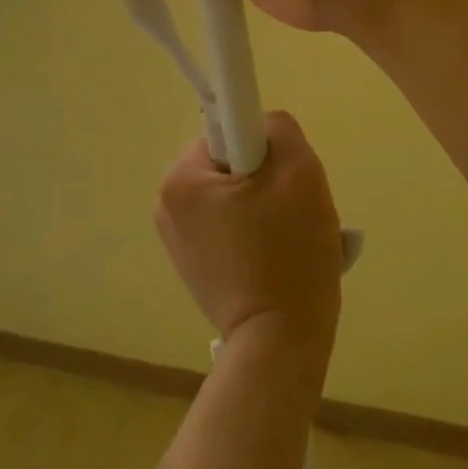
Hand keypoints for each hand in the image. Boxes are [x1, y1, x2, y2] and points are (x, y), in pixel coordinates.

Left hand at [155, 112, 342, 361]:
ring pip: (234, 195)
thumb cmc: (290, 252)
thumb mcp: (300, 171)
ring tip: (289, 239)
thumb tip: (262, 125)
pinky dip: (254, 232)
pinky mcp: (192, 265)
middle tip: (293, 211)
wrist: (280, 343)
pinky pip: (228, 226)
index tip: (283, 181)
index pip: (229, 130)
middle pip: (232, 163)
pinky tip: (276, 258)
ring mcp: (177, 239)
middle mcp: (167, 203)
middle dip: (266, 179)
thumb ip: (279, 127)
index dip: (264, 148)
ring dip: (265, 206)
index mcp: (181, 177)